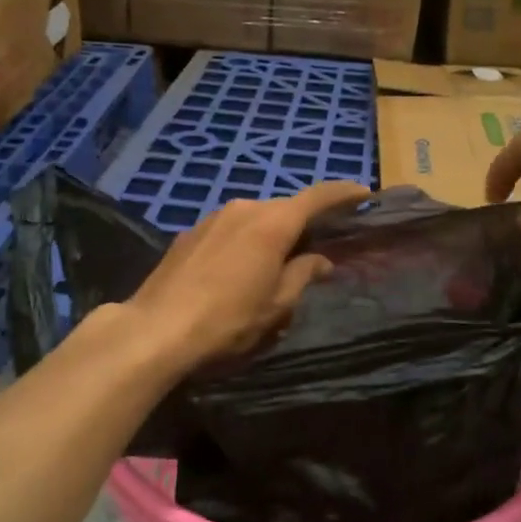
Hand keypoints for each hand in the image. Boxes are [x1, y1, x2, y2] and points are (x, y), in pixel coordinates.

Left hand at [125, 181, 370, 371]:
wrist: (157, 328)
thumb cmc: (228, 319)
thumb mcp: (277, 305)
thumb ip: (303, 275)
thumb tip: (320, 260)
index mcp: (273, 223)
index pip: (317, 197)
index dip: (343, 194)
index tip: (363, 194)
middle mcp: (244, 209)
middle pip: (284, 208)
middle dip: (304, 222)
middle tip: (319, 244)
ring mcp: (212, 218)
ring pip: (254, 218)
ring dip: (271, 232)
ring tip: (276, 261)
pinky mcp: (189, 233)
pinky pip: (229, 229)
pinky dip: (244, 240)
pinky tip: (238, 267)